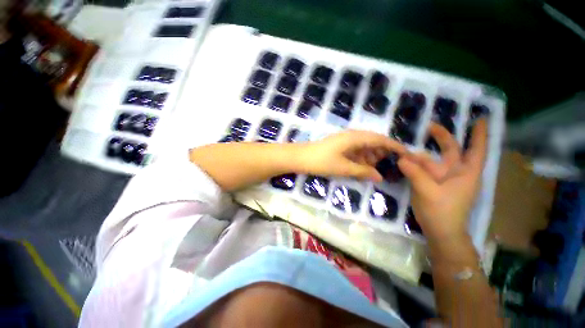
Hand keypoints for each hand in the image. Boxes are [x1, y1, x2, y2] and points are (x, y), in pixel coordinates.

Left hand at [298, 130, 406, 181]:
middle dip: (383, 154)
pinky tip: (363, 168)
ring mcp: (345, 141)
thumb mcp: (344, 168)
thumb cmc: (322, 162)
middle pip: (374, 142)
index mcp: (356, 137)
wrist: (301, 158)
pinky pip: (356, 151)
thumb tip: (380, 177)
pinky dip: (361, 159)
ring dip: (371, 157)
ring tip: (376, 170)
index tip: (407, 155)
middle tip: (391, 167)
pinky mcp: (340, 146)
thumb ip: (363, 171)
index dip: (395, 147)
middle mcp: (353, 136)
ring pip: (365, 147)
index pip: (380, 139)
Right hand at [397, 119, 487, 241]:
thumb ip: (415, 173)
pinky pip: (422, 169)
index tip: (481, 118)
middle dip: (441, 137)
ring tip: (404, 150)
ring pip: (431, 161)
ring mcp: (442, 178)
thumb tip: (401, 158)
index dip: (480, 134)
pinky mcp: (431, 184)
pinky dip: (414, 164)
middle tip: (428, 126)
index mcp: (466, 173)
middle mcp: (456, 173)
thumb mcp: (428, 192)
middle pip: (451, 150)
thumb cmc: (442, 212)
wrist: (439, 231)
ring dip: (419, 155)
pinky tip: (404, 160)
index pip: (476, 150)